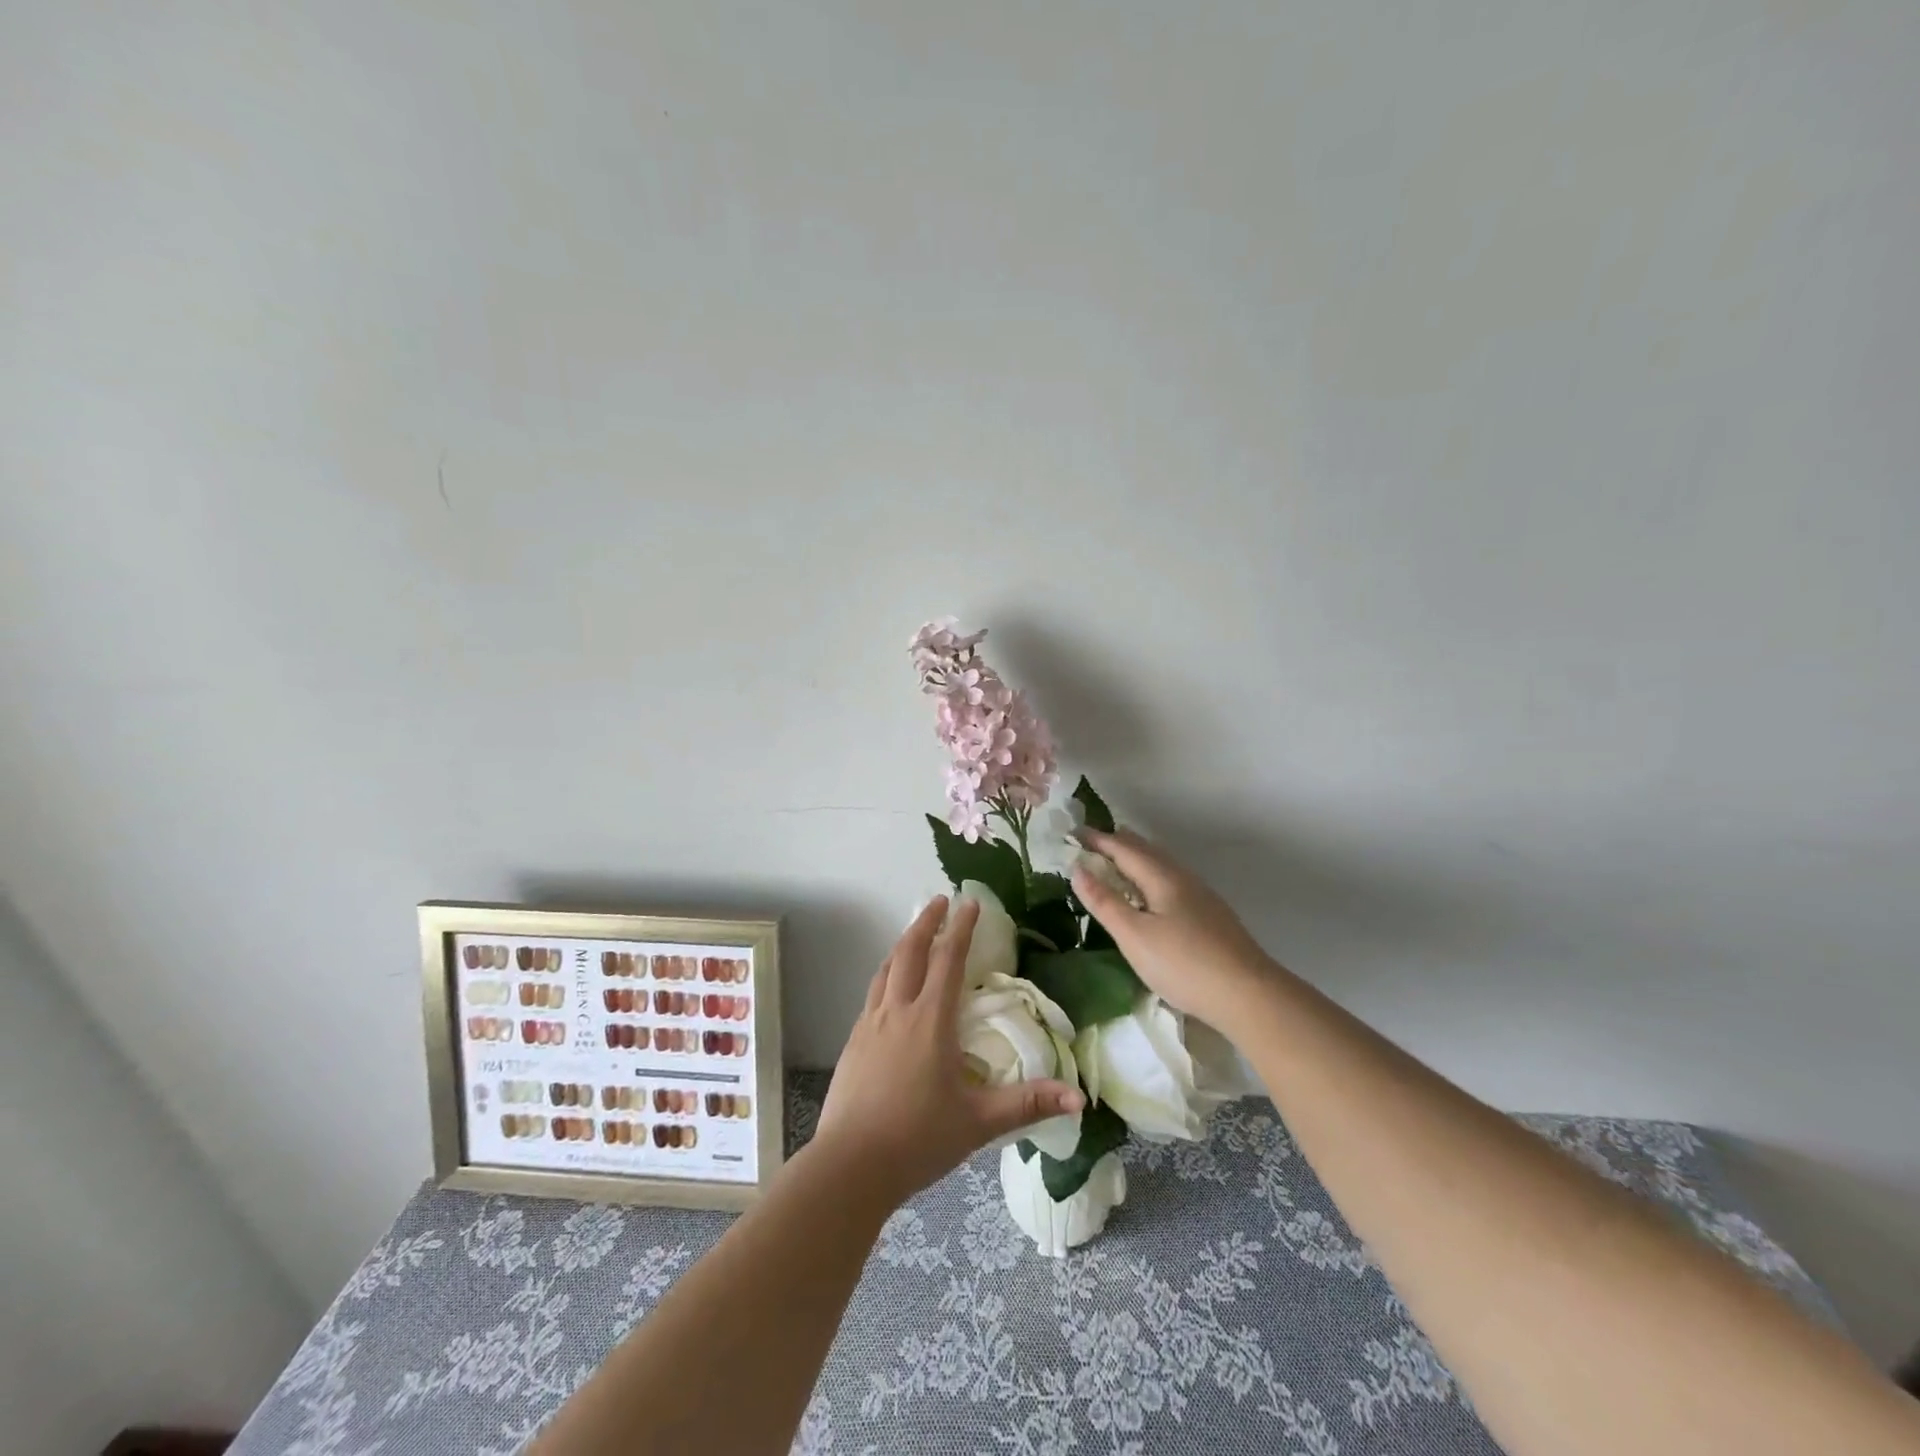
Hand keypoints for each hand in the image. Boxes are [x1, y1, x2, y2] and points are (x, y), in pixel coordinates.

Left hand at [814, 897, 1084, 1208]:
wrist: (850, 1166)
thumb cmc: (918, 1139)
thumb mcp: (978, 1122)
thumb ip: (1027, 1104)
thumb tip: (1078, 1099)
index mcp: (930, 1021)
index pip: (948, 960)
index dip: (961, 928)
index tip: (969, 902)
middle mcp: (898, 1011)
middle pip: (911, 951)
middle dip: (926, 921)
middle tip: (940, 900)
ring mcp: (869, 1024)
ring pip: (886, 968)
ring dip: (903, 943)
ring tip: (915, 933)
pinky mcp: (853, 1042)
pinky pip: (873, 992)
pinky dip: (887, 973)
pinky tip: (890, 987)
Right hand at [1071, 827, 1275, 1025]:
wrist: (1249, 994)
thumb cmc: (1183, 963)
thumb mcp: (1134, 936)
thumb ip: (1104, 902)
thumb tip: (1077, 868)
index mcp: (1161, 876)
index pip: (1122, 847)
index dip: (1097, 839)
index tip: (1072, 832)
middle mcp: (1182, 877)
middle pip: (1145, 849)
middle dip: (1116, 843)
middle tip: (1091, 843)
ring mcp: (1200, 895)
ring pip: (1161, 864)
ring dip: (1135, 859)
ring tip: (1115, 865)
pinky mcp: (1210, 914)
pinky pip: (1170, 880)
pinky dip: (1149, 876)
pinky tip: (1150, 895)